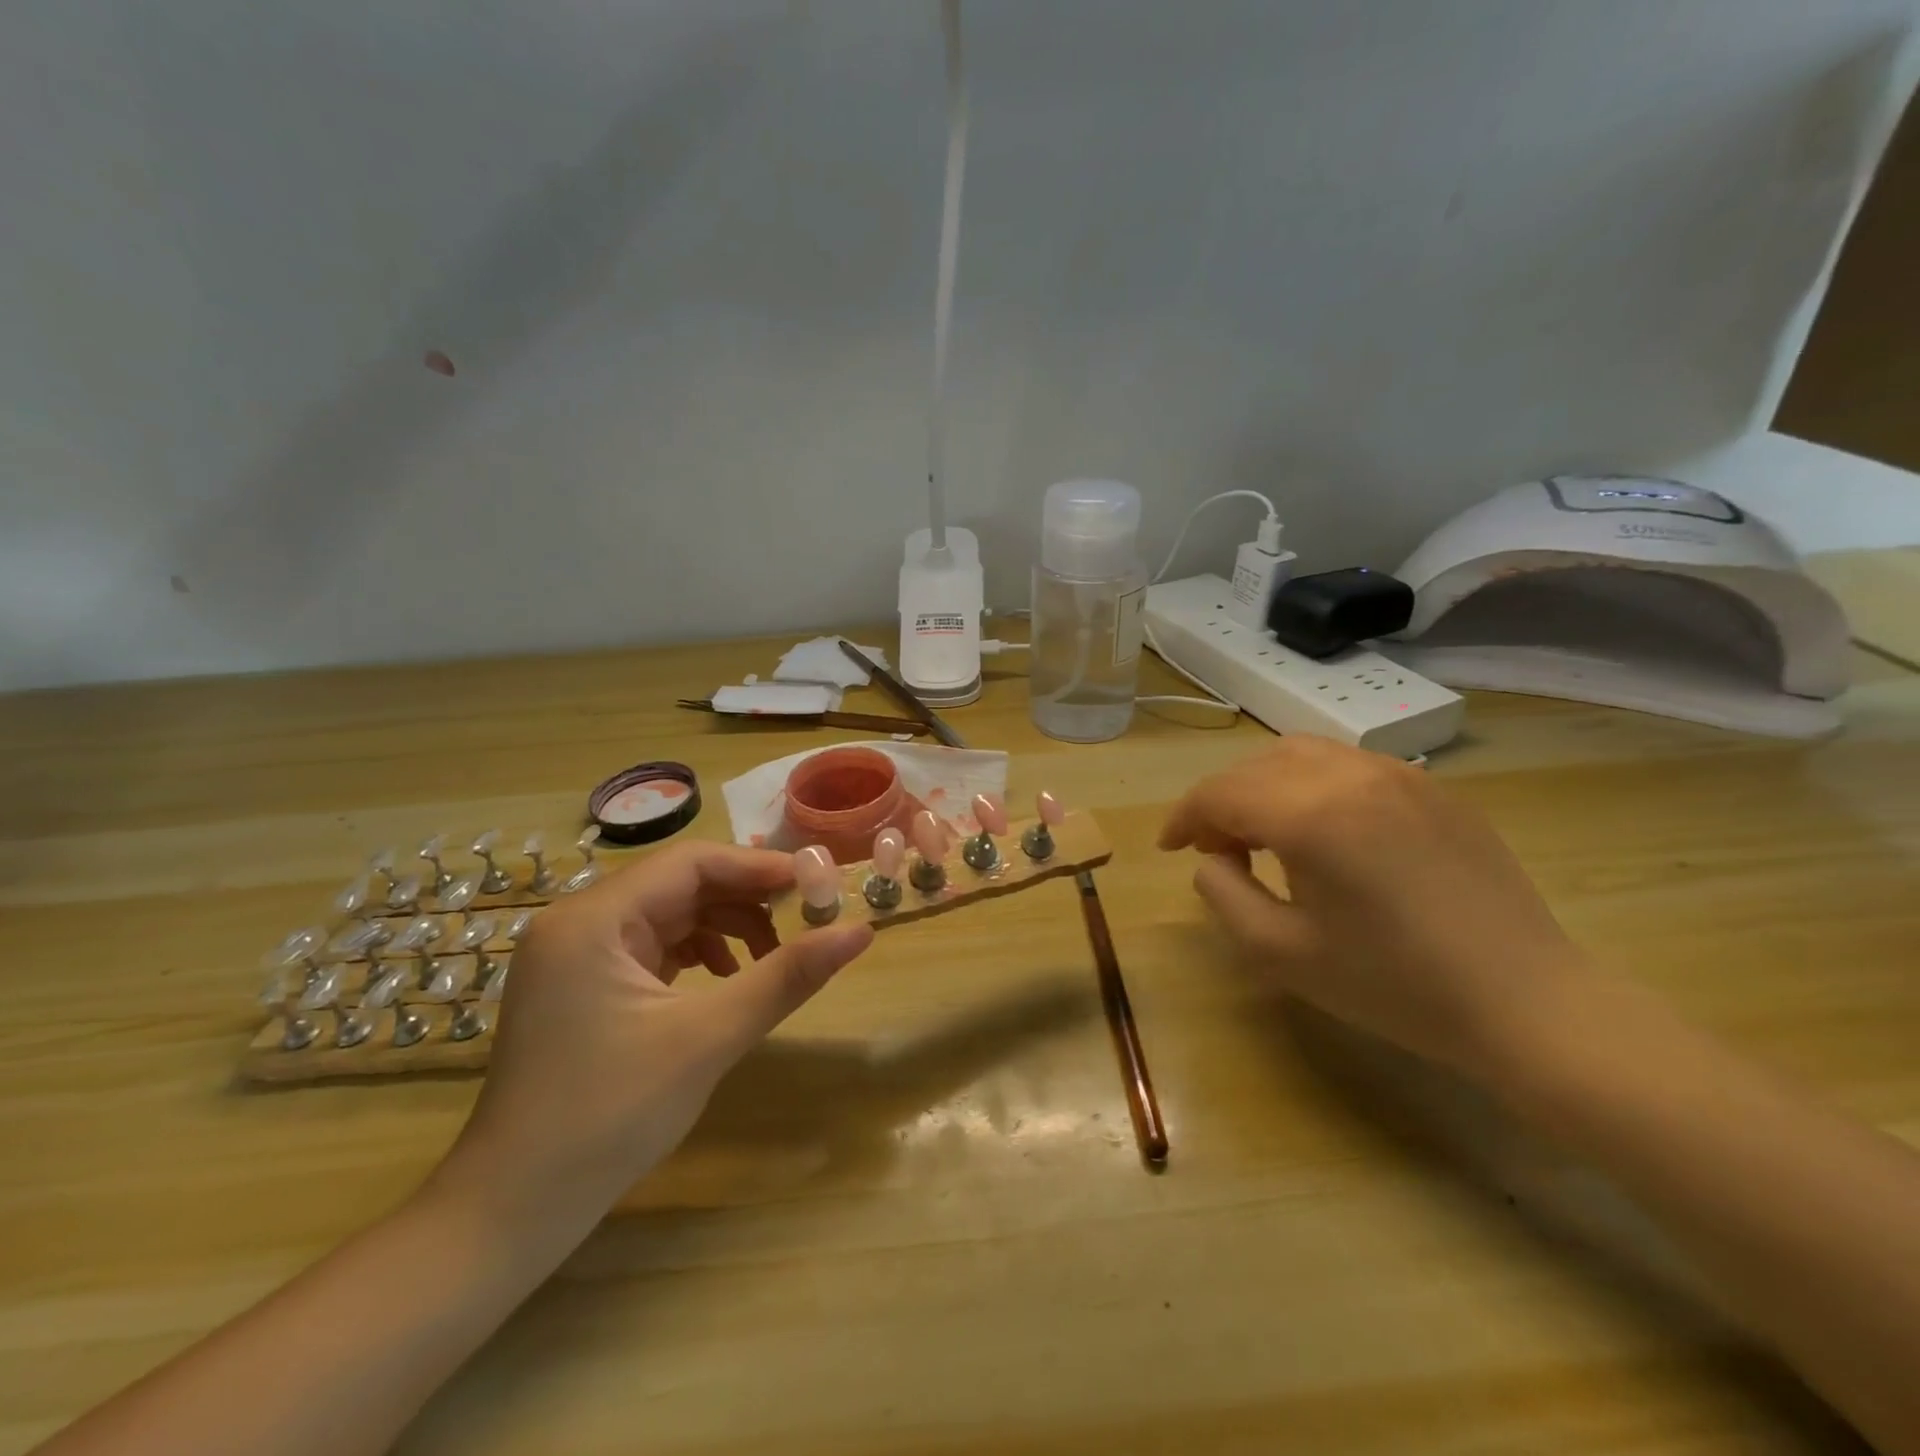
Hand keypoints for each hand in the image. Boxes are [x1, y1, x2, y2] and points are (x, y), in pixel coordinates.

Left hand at [436, 843, 873, 1234]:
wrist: (513, 1212)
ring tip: (771, 958)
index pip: (690, 863)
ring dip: (726, 928)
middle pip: (679, 885)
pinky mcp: (582, 986)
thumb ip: (787, 976)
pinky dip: (698, 954)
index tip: (815, 885)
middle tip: (804, 920)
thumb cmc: (608, 1116)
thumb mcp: (709, 1037)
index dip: (757, 868)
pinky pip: (653, 947)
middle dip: (745, 900)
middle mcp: (578, 923)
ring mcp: (575, 956)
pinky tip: (726, 980)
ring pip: (669, 915)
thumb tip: (860, 932)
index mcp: (592, 920)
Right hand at [1158, 736, 1586, 1076]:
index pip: (1219, 793)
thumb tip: (1212, 857)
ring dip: (1264, 785)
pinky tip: (1325, 831)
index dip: (1183, 817)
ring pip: (1301, 754)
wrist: (1526, 1004)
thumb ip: (1223, 892)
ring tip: (1265, 833)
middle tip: (1215, 848)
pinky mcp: (1434, 788)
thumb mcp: (1280, 952)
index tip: (1169, 847)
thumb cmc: (1393, 985)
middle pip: (1255, 766)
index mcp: (1311, 816)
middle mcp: (1351, 776)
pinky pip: (1350, 766)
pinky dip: (1312, 784)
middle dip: (1220, 801)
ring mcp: (1400, 775)